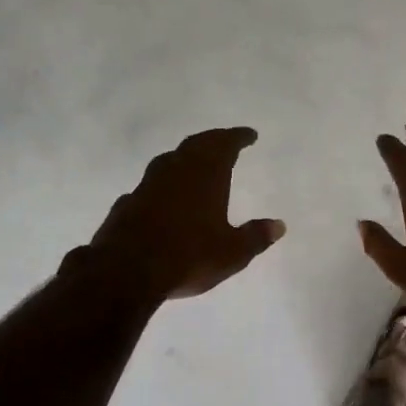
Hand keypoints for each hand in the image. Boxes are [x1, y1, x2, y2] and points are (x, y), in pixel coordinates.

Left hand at [75, 127, 285, 305]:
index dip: (238, 137)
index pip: (225, 144)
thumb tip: (279, 226)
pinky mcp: (127, 203)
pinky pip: (150, 184)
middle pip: (196, 145)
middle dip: (213, 140)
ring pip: (169, 160)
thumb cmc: (189, 256)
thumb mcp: (232, 252)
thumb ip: (255, 237)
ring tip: (195, 163)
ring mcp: (147, 185)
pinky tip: (163, 196)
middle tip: (225, 141)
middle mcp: (176, 171)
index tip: (249, 134)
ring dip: (185, 157)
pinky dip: (163, 183)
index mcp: (206, 174)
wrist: (126, 270)